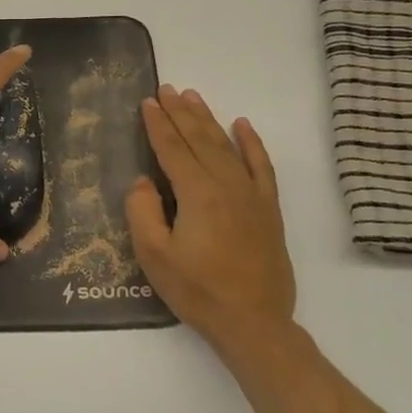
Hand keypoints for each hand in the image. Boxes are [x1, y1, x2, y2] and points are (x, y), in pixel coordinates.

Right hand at [125, 85, 296, 356]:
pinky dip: (252, 144)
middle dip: (180, 113)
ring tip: (193, 98)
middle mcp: (227, 185)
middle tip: (167, 89)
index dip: (157, 124)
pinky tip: (242, 125)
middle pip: (199, 140)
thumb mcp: (154, 256)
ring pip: (227, 146)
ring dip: (208, 120)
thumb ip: (143, 212)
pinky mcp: (269, 209)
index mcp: (197, 194)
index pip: (172, 149)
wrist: (253, 323)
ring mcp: (252, 195)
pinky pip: (261, 166)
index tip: (147, 102)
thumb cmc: (198, 291)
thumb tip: (143, 182)